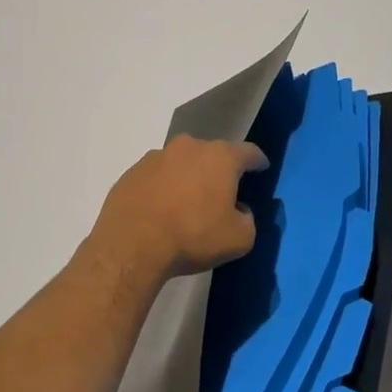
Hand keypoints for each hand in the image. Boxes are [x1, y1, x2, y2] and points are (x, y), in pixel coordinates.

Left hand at [91, 136, 268, 279]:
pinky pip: (157, 176)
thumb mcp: (239, 239)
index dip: (257, 161)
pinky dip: (163, 187)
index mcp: (220, 157)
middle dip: (219, 170)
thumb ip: (248, 219)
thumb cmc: (193, 236)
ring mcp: (156, 156)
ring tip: (187, 203)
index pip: (248, 152)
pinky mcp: (132, 172)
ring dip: (188, 177)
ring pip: (181, 163)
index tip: (261, 168)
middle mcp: (188, 147)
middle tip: (222, 193)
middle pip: (212, 154)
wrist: (131, 245)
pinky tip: (161, 210)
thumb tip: (239, 210)